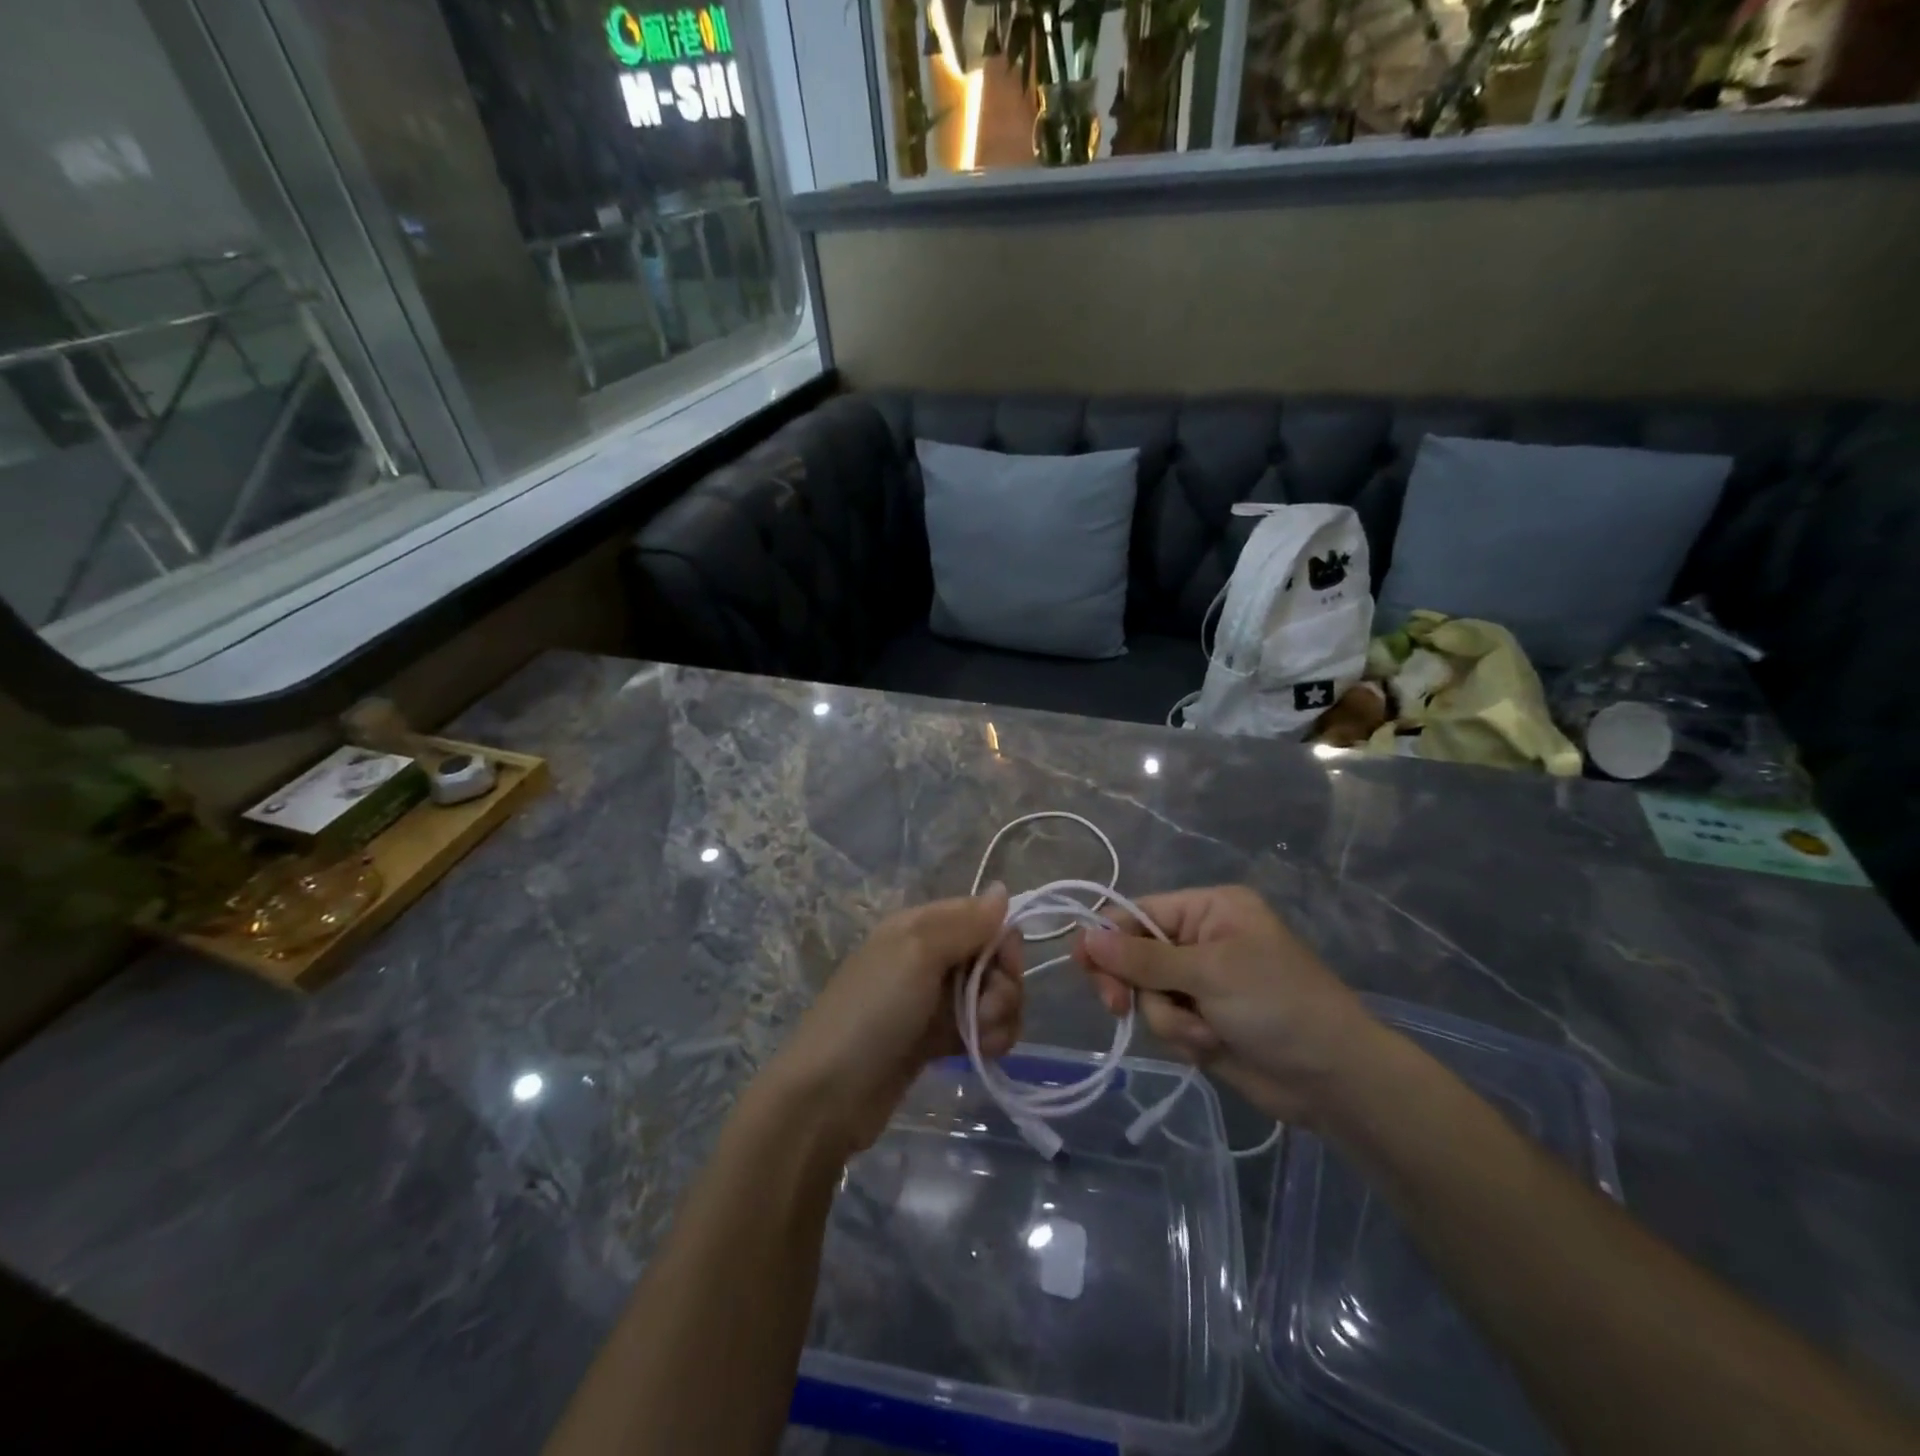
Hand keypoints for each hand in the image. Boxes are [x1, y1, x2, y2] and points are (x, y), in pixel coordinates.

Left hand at [763, 887, 1022, 1153]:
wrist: (829, 1095)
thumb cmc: (873, 1012)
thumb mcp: (917, 954)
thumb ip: (965, 923)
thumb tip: (1002, 888)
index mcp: (920, 926)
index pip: (981, 916)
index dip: (1002, 938)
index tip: (1005, 965)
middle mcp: (930, 957)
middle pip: (992, 957)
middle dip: (1003, 982)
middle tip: (987, 1008)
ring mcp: (935, 1001)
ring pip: (992, 994)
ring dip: (999, 1014)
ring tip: (980, 1037)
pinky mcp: (939, 1040)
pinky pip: (983, 1027)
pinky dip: (990, 1037)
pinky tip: (982, 1053)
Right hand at [1073, 885, 1378, 1126]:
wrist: (1333, 1080)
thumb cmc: (1277, 1004)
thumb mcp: (1209, 972)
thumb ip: (1143, 958)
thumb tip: (1084, 938)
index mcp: (1208, 910)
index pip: (1139, 912)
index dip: (1108, 938)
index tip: (1084, 966)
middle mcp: (1200, 940)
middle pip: (1134, 954)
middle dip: (1134, 984)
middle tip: (1118, 1007)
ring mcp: (1200, 983)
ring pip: (1146, 995)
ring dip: (1168, 1019)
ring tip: (1206, 1033)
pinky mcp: (1202, 1021)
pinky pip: (1164, 1023)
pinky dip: (1182, 1038)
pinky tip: (1213, 1046)